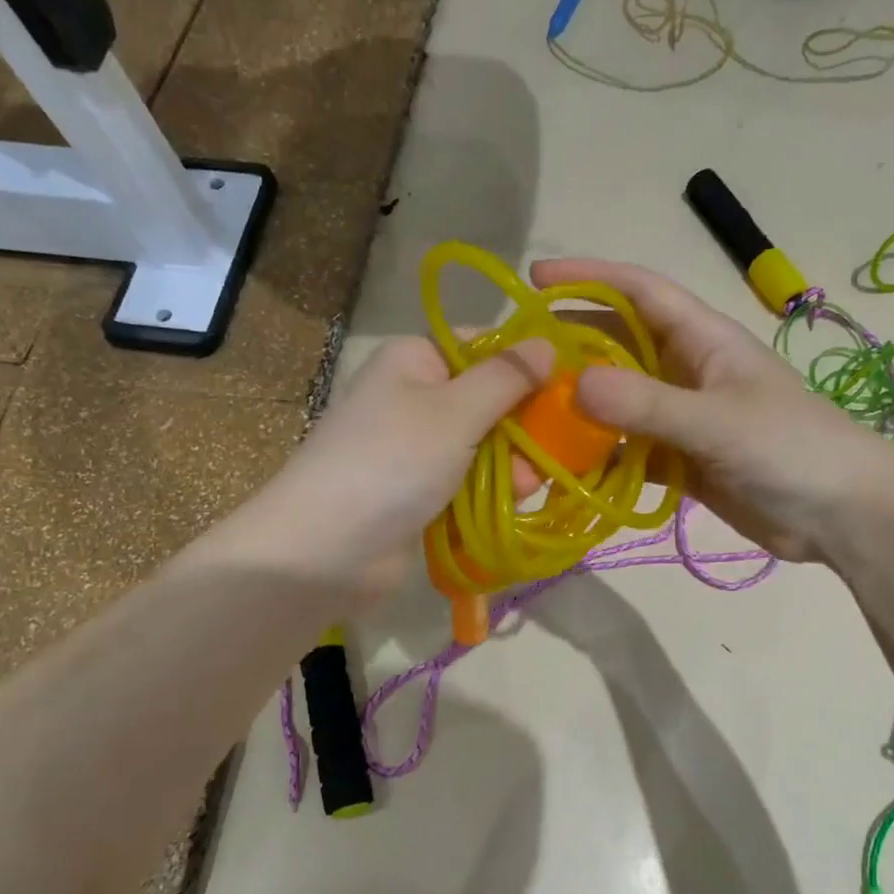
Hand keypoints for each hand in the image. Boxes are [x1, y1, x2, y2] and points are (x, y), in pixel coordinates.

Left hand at [221, 336, 549, 596]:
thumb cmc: (391, 462)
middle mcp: (414, 395)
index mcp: (415, 359)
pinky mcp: (419, 491)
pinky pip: (468, 479)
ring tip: (532, 484)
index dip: (527, 364)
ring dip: (512, 461)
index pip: (484, 346)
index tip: (571, 387)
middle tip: (563, 446)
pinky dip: (491, 488)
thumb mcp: (454, 411)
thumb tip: (548, 342)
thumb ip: (506, 378)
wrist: (322, 551)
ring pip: (483, 443)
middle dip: (524, 424)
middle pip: (488, 398)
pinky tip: (516, 501)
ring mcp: (415, 447)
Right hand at [531, 258, 893, 562]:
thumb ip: (648, 405)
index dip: (589, 277)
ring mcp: (683, 417)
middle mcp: (688, 370)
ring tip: (527, 413)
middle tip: (517, 357)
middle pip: (619, 343)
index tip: (535, 277)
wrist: (845, 516)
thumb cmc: (792, 448)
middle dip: (572, 344)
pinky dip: (599, 456)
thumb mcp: (718, 421)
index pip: (640, 290)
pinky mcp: (681, 460)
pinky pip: (628, 449)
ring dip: (580, 406)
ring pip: (619, 400)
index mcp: (704, 339)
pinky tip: (564, 467)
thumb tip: (573, 386)